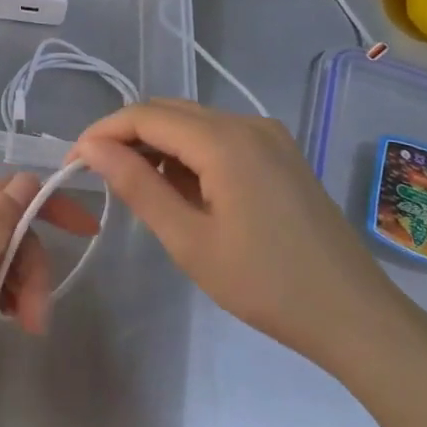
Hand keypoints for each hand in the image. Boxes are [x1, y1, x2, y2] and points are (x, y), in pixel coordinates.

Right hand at [75, 100, 418, 378]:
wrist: (354, 314)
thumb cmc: (265, 284)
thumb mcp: (189, 240)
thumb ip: (137, 186)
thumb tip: (91, 148)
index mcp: (225, 140)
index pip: (145, 116)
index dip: (103, 132)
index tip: (72, 163)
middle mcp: (248, 123)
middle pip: (170, 112)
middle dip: (127, 136)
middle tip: (96, 175)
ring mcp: (270, 135)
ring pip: (195, 122)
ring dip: (158, 144)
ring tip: (134, 186)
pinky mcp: (281, 153)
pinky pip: (221, 137)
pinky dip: (189, 153)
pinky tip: (181, 188)